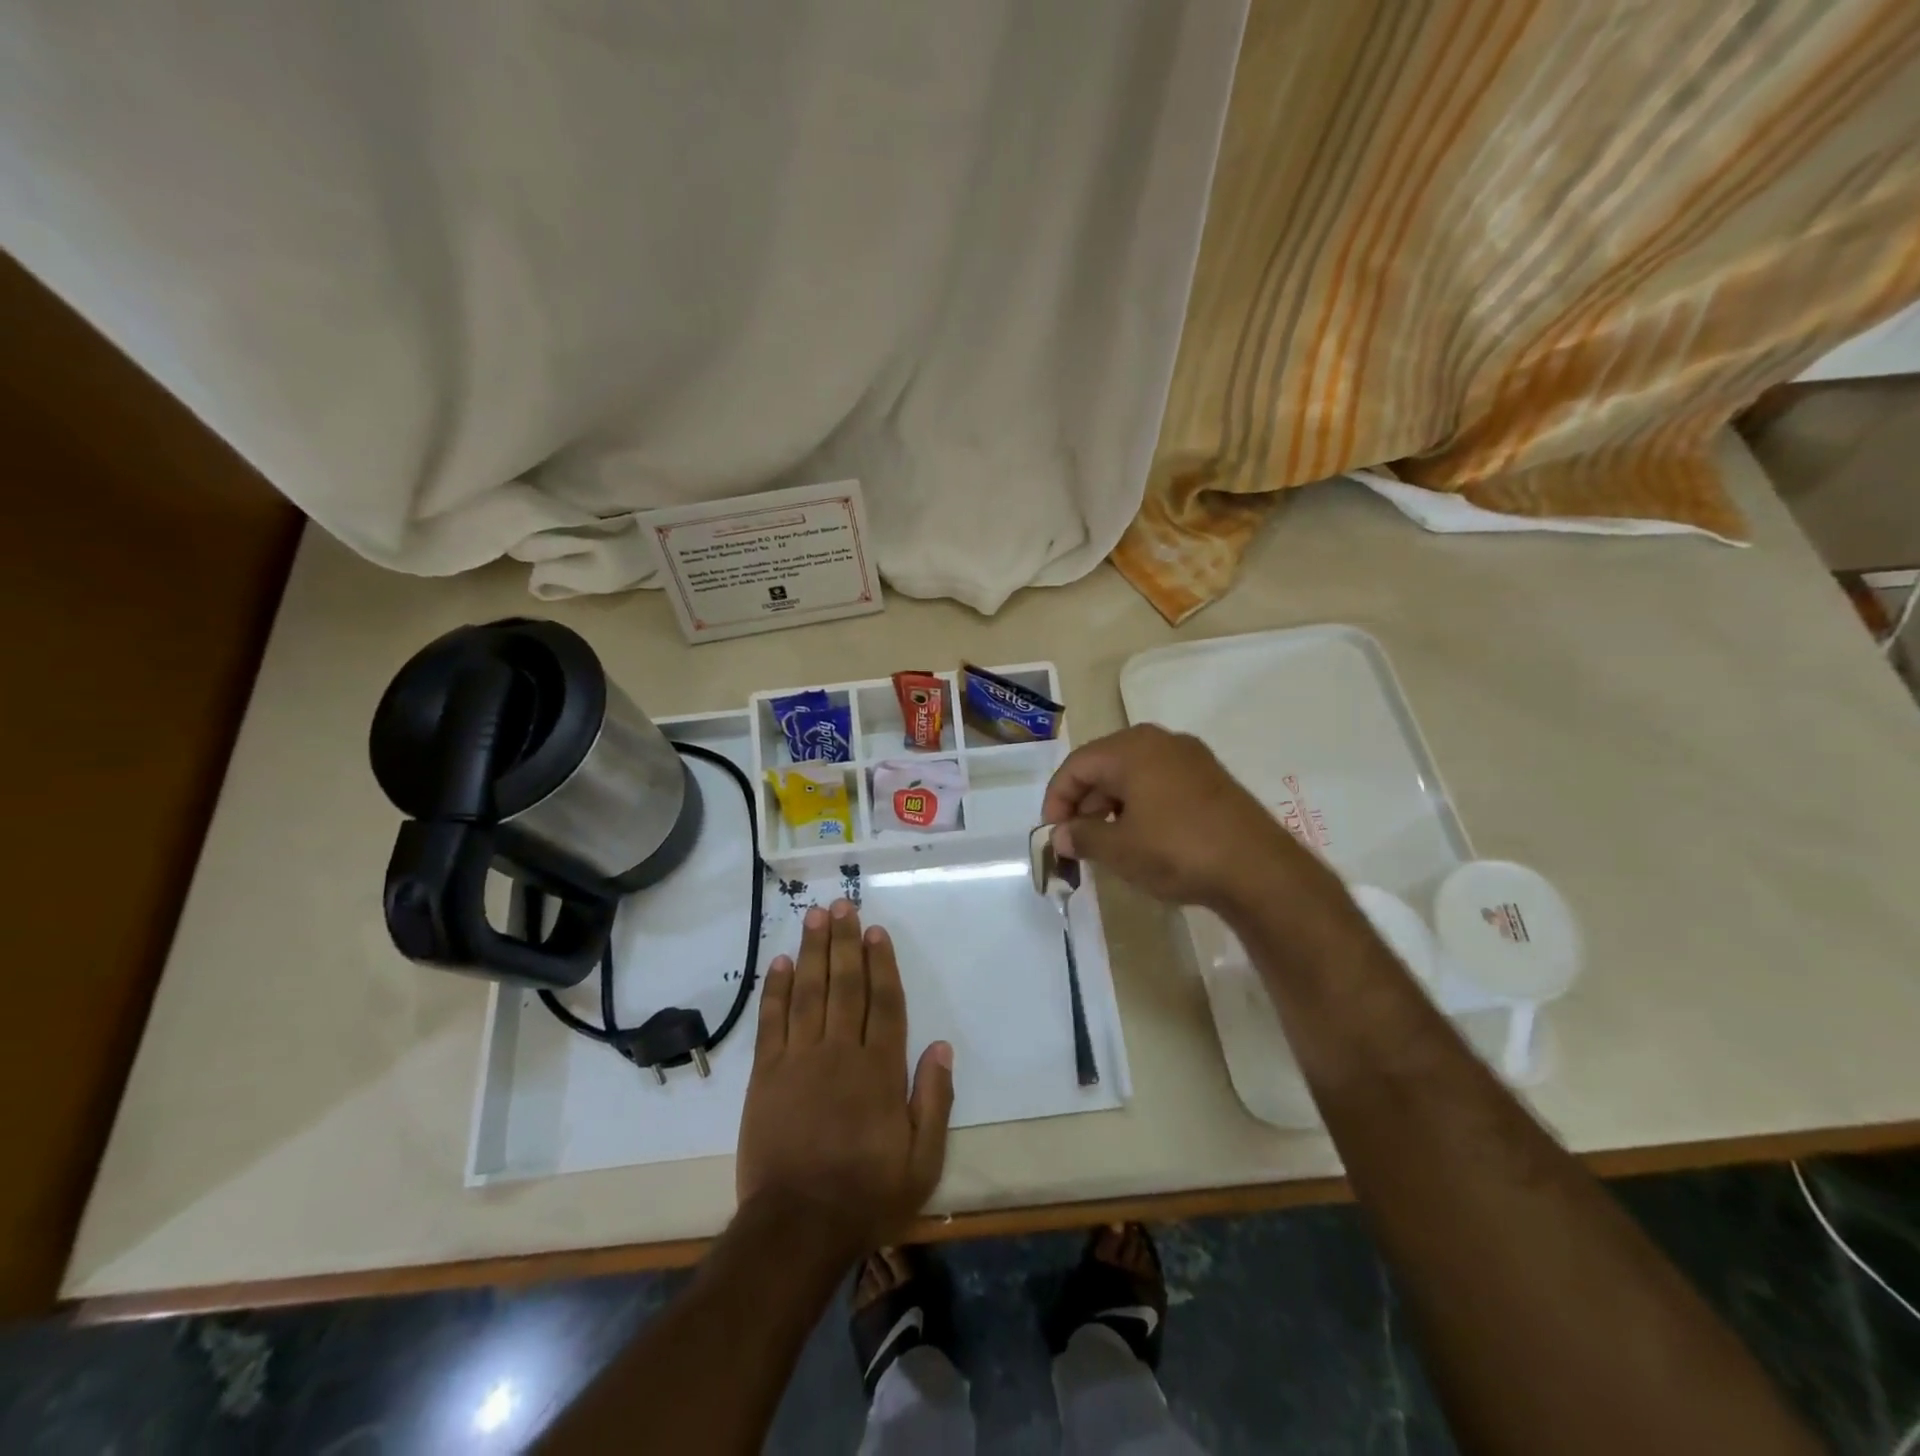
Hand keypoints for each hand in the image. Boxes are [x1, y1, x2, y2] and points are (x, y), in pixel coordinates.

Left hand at [737, 899, 953, 1255]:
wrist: (797, 1228)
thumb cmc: (866, 1195)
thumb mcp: (922, 1161)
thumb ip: (934, 1101)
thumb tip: (942, 1047)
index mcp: (880, 1070)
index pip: (884, 1003)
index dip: (881, 964)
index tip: (876, 931)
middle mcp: (841, 1053)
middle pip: (845, 985)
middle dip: (845, 942)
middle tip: (843, 906)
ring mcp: (800, 1060)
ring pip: (809, 993)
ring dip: (813, 952)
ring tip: (815, 917)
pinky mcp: (766, 1075)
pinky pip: (772, 1022)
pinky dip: (777, 990)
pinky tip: (782, 963)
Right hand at [1042, 724, 1313, 910]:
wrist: (1258, 869)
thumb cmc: (1176, 850)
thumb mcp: (1119, 849)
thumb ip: (1081, 837)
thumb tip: (1060, 836)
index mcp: (1131, 748)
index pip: (1077, 765)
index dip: (1057, 799)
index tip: (1053, 834)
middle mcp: (1160, 741)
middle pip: (1104, 765)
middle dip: (1084, 803)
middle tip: (1077, 840)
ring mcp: (1191, 758)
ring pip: (1133, 775)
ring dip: (1111, 806)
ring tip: (1107, 843)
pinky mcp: (1211, 779)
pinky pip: (1160, 783)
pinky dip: (1140, 806)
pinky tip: (1141, 837)